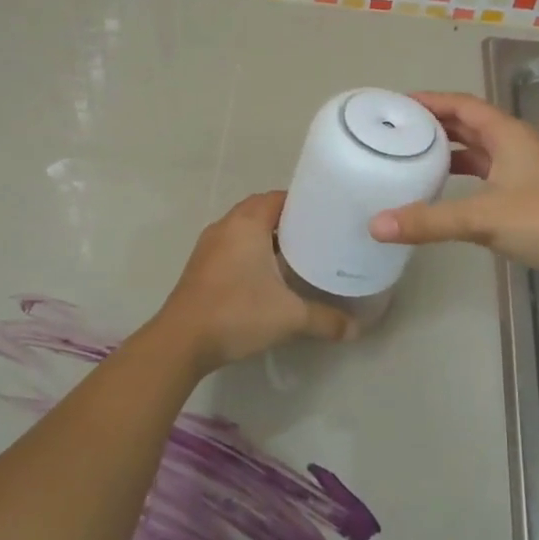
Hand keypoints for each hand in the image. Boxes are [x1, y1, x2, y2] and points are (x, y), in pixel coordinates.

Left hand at [154, 191, 353, 371]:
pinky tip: (267, 276)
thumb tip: (356, 329)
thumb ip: (326, 319)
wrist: (182, 341)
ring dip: (266, 237)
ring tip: (296, 254)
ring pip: (243, 229)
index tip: (325, 215)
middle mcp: (225, 226)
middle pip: (260, 210)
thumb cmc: (237, 313)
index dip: (302, 203)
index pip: (278, 197)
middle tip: (316, 235)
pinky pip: (231, 247)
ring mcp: (208, 246)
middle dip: (287, 220)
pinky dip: (250, 252)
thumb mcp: (290, 316)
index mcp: (246, 223)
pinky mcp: (200, 266)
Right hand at [367, 92, 538, 287]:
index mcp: (507, 134)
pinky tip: (445, 191)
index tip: (397, 105)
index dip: (431, 100)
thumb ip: (429, 221)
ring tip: (413, 156)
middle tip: (397, 130)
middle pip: (469, 123)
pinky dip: (463, 176)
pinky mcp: (527, 195)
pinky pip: (486, 174)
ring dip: (449, 150)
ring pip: (479, 150)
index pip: (462, 104)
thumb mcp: (482, 218)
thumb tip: (376, 225)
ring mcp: (523, 170)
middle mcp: (515, 145)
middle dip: (435, 124)